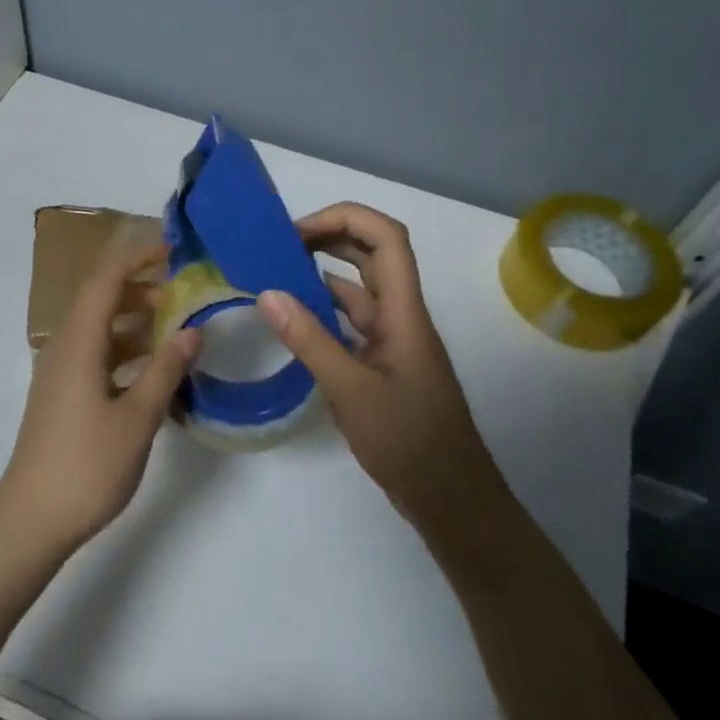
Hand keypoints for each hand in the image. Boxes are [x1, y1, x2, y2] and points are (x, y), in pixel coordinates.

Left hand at [0, 240, 199, 555]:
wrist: (31, 520)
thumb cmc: (87, 465)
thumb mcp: (138, 417)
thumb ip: (167, 369)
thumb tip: (194, 329)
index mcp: (78, 343)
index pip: (105, 280)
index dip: (137, 258)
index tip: (173, 252)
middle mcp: (63, 348)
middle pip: (99, 300)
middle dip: (140, 289)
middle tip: (182, 295)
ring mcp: (59, 373)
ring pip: (98, 330)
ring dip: (133, 322)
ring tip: (174, 329)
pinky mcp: (61, 396)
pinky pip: (95, 356)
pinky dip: (123, 351)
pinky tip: (152, 371)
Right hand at [257, 202, 503, 531]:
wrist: (451, 500)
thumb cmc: (410, 443)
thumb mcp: (352, 391)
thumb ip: (309, 341)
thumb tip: (267, 293)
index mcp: (405, 312)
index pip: (386, 239)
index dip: (345, 219)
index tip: (297, 231)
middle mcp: (401, 317)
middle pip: (372, 255)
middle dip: (329, 237)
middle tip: (278, 246)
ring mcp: (392, 342)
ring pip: (359, 290)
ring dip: (322, 275)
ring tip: (275, 276)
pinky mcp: (382, 365)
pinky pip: (351, 324)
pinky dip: (322, 314)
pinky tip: (292, 322)